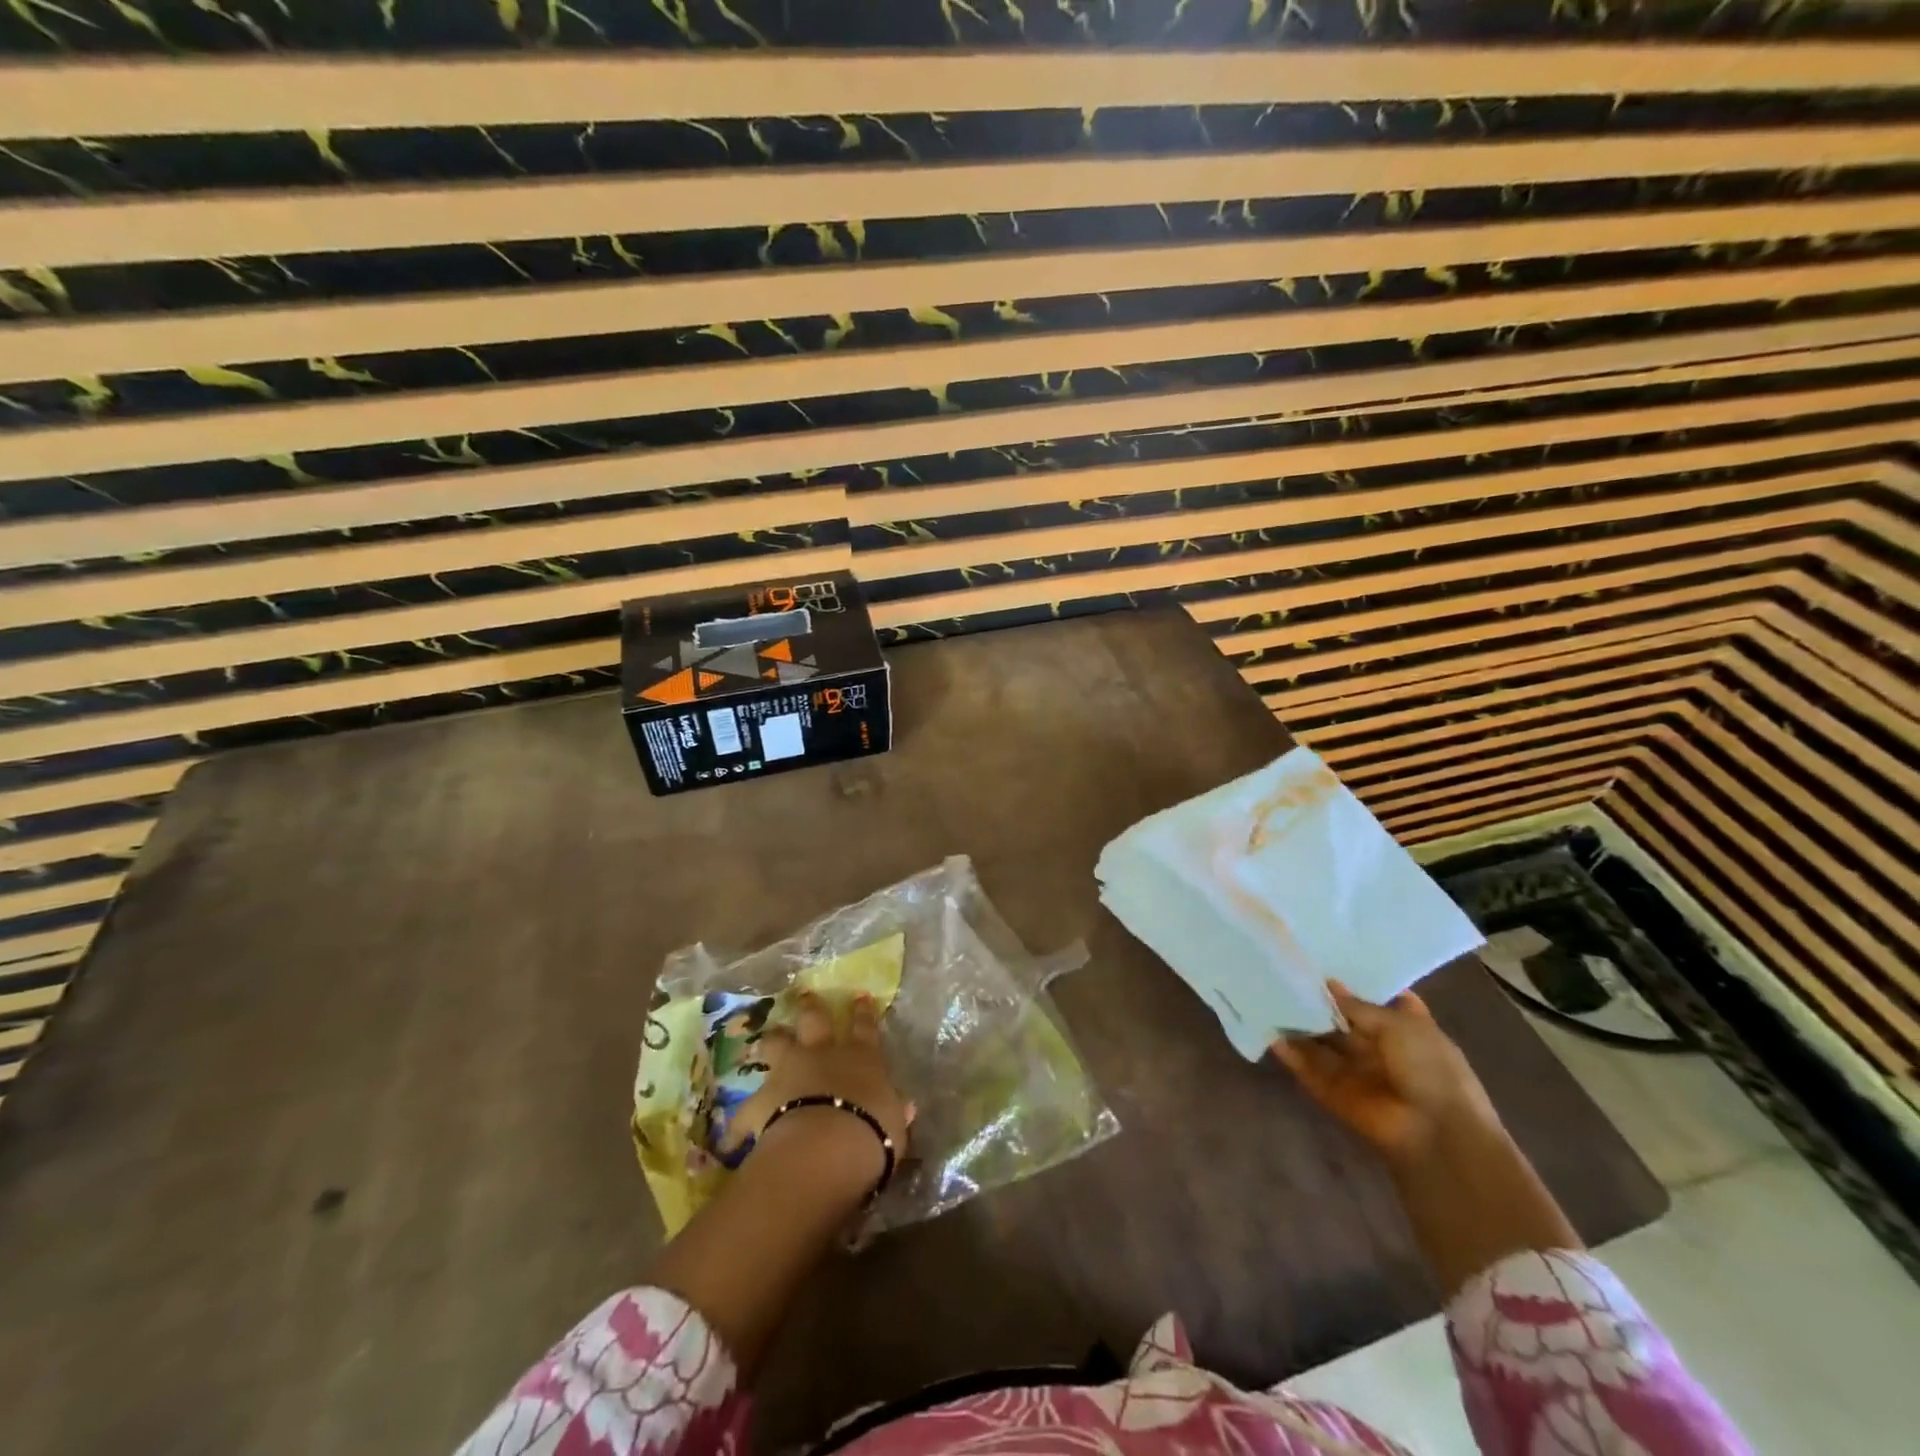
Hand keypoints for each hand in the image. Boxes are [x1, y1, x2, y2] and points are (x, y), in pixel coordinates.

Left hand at [719, 992, 911, 1195]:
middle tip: (803, 994)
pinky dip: (740, 1125)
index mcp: (862, 1058)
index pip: (865, 1028)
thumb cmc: (874, 1131)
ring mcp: (790, 1073)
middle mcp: (824, 1055)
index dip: (863, 1013)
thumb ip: (893, 1110)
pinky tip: (731, 1139)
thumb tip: (902, 1108)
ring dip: (772, 1042)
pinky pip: (746, 1113)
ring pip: (777, 1046)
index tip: (859, 997)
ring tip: (765, 1039)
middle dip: (810, 1008)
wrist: (829, 1146)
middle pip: (815, 1021)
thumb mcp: (894, 1123)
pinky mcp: (763, 1101)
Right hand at [1270, 980, 1498, 1162]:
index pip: (1380, 998)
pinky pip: (1308, 1070)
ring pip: (1321, 1043)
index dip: (1358, 981)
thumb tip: (1329, 984)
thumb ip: (1359, 1005)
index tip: (1330, 960)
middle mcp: (1380, 1048)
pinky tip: (1269, 1034)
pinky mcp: (1335, 1093)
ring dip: (1300, 1025)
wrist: (1436, 1133)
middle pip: (1342, 1020)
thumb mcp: (1400, 1024)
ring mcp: (1356, 1071)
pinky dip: (1290, 1055)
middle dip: (1319, 1001)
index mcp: (1406, 1028)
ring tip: (1268, 995)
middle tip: (1287, 972)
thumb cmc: (1430, 1069)